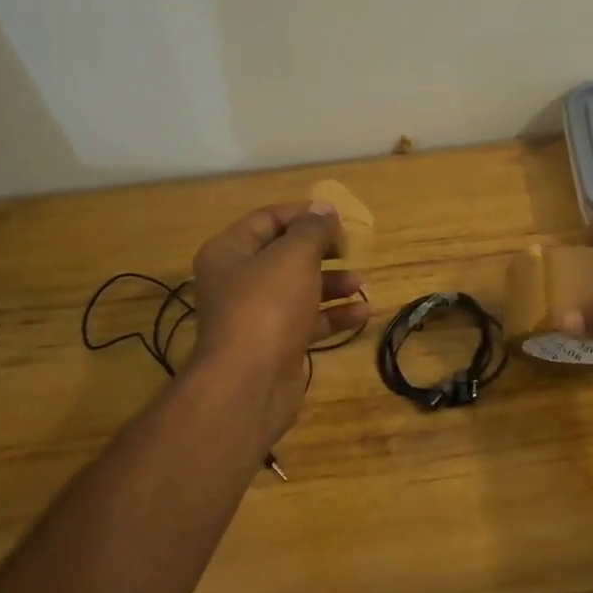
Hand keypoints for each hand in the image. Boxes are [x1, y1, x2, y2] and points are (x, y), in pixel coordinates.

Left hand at [190, 202, 369, 446]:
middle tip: (349, 248)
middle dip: (320, 251)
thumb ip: (312, 230)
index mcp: (229, 252)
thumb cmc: (267, 307)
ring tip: (360, 282)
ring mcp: (256, 316)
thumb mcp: (294, 256)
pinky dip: (333, 316)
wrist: (249, 383)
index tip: (337, 218)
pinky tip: (363, 313)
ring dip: (331, 284)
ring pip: (298, 290)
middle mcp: (238, 281)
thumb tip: (324, 209)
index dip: (302, 214)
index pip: (266, 219)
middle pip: (283, 255)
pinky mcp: (275, 345)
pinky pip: (307, 322)